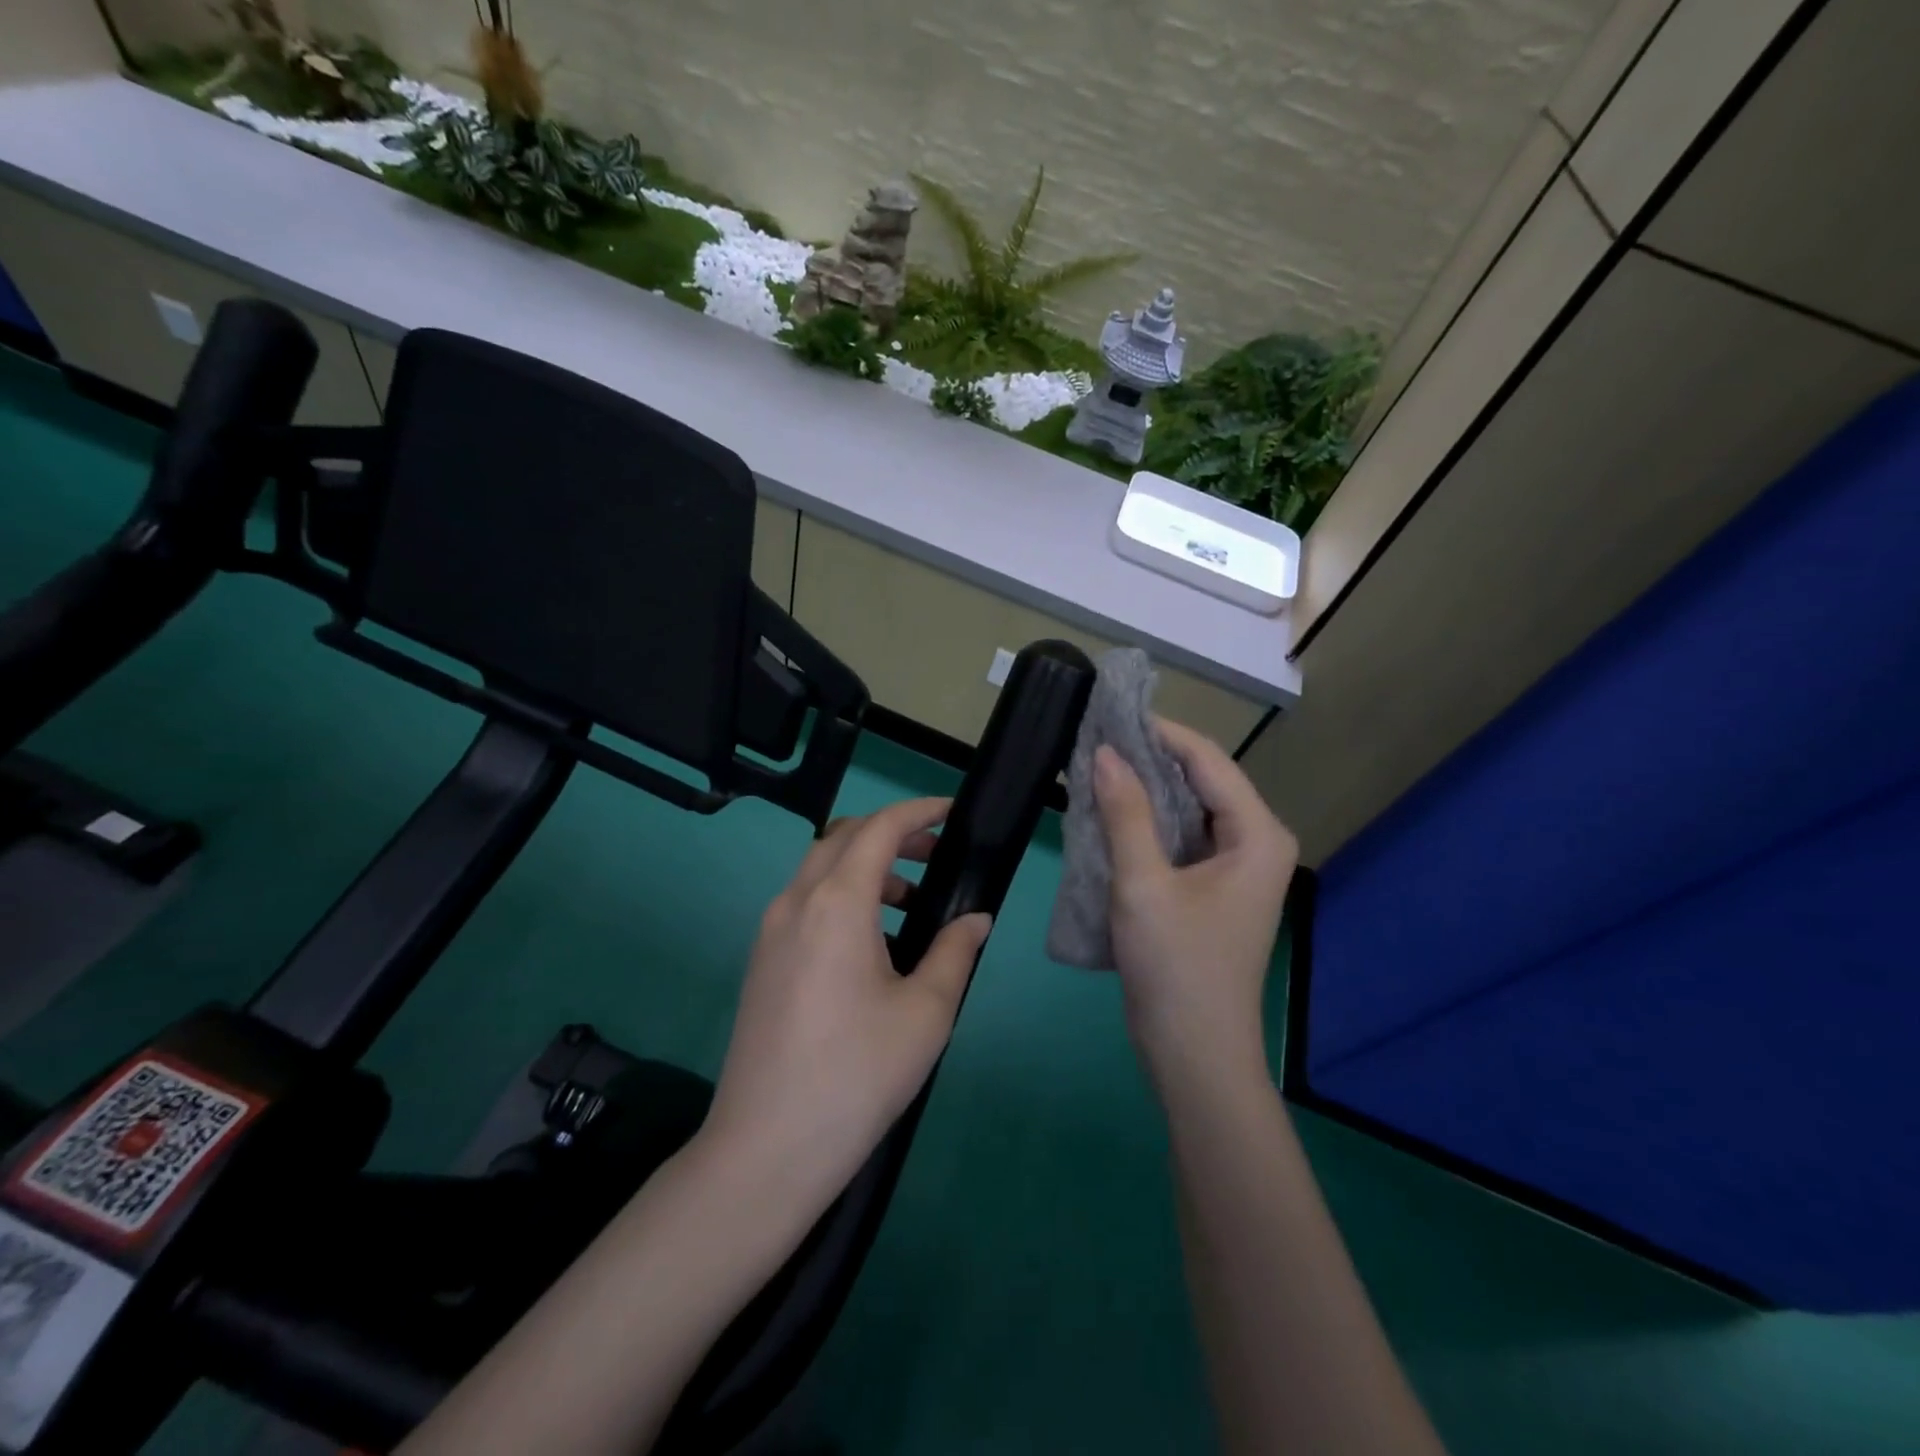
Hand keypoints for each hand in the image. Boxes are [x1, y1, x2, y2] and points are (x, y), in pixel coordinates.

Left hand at [701, 798, 992, 1208]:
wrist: (766, 1149)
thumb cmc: (857, 1075)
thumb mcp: (926, 1012)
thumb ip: (954, 952)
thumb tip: (975, 918)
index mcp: (836, 903)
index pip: (879, 829)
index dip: (918, 811)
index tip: (951, 812)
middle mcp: (795, 902)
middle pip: (843, 837)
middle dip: (891, 834)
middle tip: (936, 855)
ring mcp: (770, 931)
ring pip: (819, 868)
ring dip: (865, 866)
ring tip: (909, 901)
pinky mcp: (761, 960)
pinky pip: (804, 901)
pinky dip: (841, 895)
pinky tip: (871, 942)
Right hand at [1092, 719, 1298, 1094]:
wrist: (1194, 1053)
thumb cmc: (1175, 965)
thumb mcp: (1143, 883)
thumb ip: (1125, 812)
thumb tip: (1103, 752)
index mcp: (1256, 834)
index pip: (1207, 761)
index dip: (1159, 732)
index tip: (1110, 714)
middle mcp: (1256, 843)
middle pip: (1201, 781)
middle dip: (1150, 759)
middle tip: (1095, 739)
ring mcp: (1237, 868)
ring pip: (1189, 809)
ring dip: (1145, 790)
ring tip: (1096, 768)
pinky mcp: (1215, 889)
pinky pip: (1182, 838)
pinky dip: (1148, 823)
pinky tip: (1111, 814)